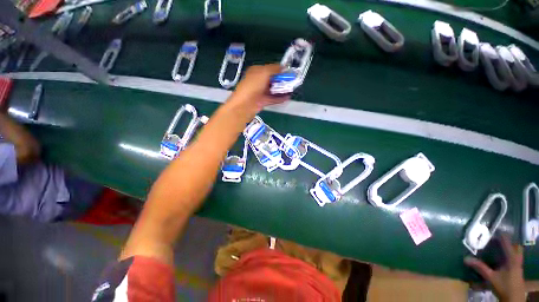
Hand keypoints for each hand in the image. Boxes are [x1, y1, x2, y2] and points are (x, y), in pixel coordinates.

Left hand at [230, 64, 288, 111]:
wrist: (245, 104)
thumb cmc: (253, 85)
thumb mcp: (264, 72)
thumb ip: (274, 69)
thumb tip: (283, 67)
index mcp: (257, 71)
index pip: (270, 69)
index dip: (279, 70)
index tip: (289, 72)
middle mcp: (258, 81)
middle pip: (272, 79)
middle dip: (282, 80)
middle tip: (291, 81)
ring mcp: (260, 92)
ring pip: (273, 90)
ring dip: (281, 89)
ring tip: (291, 89)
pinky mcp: (262, 101)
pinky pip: (272, 98)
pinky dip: (279, 98)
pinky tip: (287, 97)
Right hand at [464, 234, 525, 301]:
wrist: (514, 299)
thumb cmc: (504, 285)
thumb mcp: (491, 277)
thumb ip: (480, 267)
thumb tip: (466, 258)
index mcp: (512, 258)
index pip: (507, 242)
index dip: (501, 236)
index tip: (494, 230)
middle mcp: (517, 259)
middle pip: (516, 247)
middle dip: (509, 243)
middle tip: (499, 240)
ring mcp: (518, 265)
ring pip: (517, 253)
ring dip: (510, 249)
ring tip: (500, 248)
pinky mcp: (517, 270)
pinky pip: (515, 259)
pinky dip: (510, 256)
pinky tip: (503, 259)